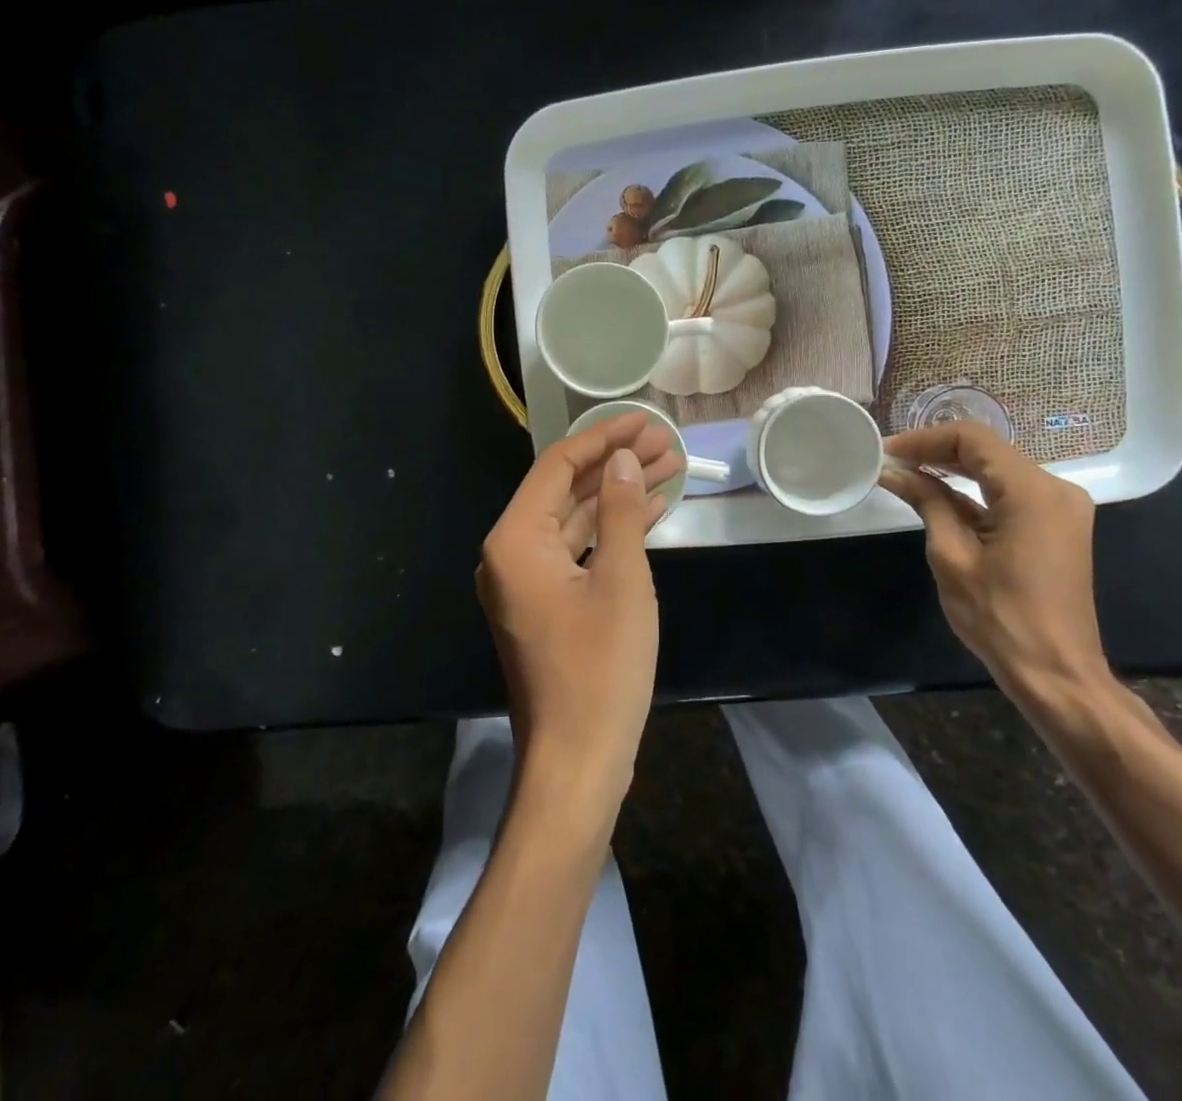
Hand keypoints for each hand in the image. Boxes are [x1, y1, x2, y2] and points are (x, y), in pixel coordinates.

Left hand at [477, 411, 682, 817]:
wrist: (578, 761)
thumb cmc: (600, 668)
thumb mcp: (621, 579)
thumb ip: (619, 511)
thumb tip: (622, 460)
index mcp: (516, 539)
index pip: (558, 466)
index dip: (604, 437)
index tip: (645, 420)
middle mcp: (511, 553)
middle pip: (566, 489)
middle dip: (616, 463)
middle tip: (667, 444)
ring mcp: (527, 582)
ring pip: (575, 520)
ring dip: (618, 495)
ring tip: (670, 468)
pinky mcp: (546, 604)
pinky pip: (578, 551)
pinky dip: (612, 531)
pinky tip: (651, 512)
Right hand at [880, 420, 1107, 695]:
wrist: (1056, 674)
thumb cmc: (1000, 617)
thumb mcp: (951, 555)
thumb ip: (926, 502)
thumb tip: (893, 471)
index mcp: (1033, 491)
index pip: (972, 439)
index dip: (924, 439)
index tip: (887, 452)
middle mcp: (1055, 488)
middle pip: (987, 450)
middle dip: (935, 452)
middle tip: (890, 462)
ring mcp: (1060, 507)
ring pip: (997, 469)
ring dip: (952, 469)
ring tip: (905, 475)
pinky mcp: (1056, 525)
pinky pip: (1009, 492)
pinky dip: (973, 490)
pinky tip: (937, 495)